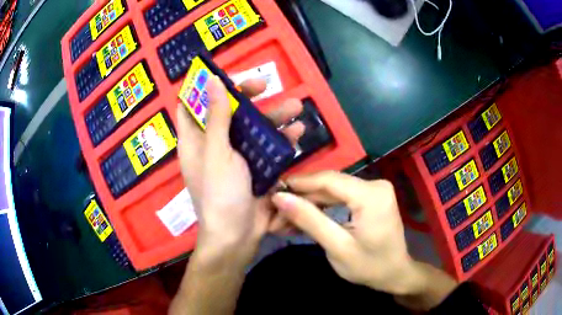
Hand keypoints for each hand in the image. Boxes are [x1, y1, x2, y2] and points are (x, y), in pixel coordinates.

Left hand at [176, 76, 304, 261]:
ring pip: (252, 127)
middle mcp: (213, 144)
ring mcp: (236, 156)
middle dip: (246, 96)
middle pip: (227, 111)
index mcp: (195, 140)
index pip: (191, 105)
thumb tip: (212, 81)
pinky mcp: (255, 167)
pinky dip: (281, 139)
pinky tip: (298, 132)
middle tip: (264, 84)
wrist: (239, 236)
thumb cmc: (220, 194)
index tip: (221, 75)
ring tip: (296, 106)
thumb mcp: (217, 153)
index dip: (202, 88)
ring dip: (273, 116)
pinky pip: (267, 146)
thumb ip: (216, 117)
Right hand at [271, 171, 430, 295]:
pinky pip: (340, 198)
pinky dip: (321, 208)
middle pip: (328, 185)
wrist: (395, 273)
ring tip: (282, 219)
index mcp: (371, 195)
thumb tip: (279, 197)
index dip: (297, 184)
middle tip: (273, 213)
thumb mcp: (337, 247)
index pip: (327, 180)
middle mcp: (374, 184)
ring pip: (331, 191)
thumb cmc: (369, 266)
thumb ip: (309, 220)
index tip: (271, 191)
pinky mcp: (370, 197)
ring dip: (308, 204)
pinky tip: (302, 218)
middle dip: (300, 199)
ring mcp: (373, 189)